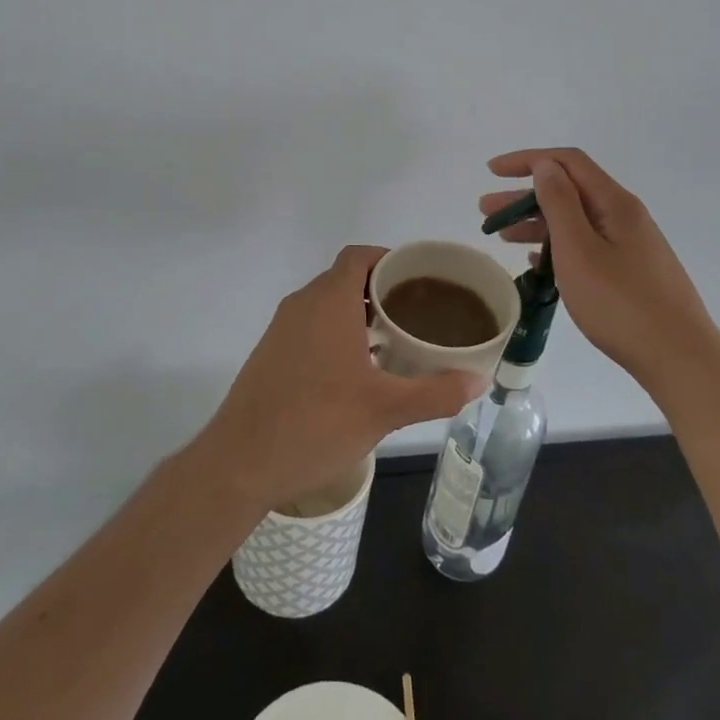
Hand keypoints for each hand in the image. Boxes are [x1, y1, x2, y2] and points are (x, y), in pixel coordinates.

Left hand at [195, 246, 486, 513]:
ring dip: (358, 314)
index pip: (359, 256)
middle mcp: (302, 305)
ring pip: (326, 304)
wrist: (240, 463)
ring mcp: (281, 329)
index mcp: (329, 302)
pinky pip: (310, 326)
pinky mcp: (270, 353)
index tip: (418, 278)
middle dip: (380, 290)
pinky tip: (356, 371)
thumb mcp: (385, 411)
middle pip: (344, 278)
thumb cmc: (316, 424)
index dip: (388, 259)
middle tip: (416, 314)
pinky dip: (336, 333)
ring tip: (393, 342)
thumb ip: (435, 393)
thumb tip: (479, 382)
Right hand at [481, 149, 717, 390]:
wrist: (680, 359)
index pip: (567, 162)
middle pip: (569, 191)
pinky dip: (556, 246)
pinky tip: (536, 262)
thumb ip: (559, 203)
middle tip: (486, 211)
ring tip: (501, 237)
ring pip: (575, 221)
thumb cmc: (622, 304)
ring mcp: (630, 245)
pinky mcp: (631, 272)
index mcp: (614, 203)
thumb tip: (545, 165)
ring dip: (536, 223)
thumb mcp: (579, 250)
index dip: (528, 160)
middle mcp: (624, 216)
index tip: (492, 172)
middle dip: (524, 196)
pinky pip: (586, 246)